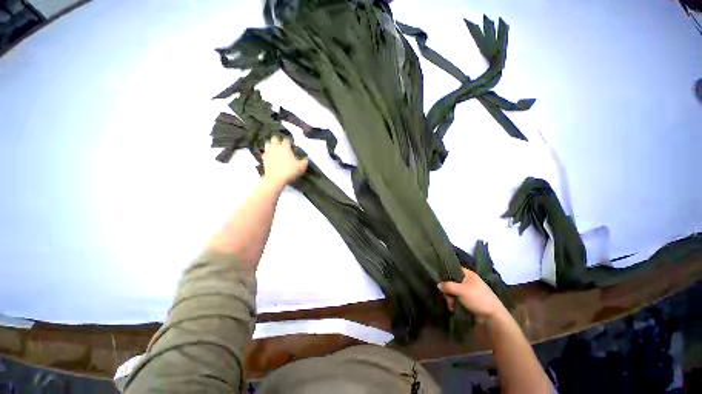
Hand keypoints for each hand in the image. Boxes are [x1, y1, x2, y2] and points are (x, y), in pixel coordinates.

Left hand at [262, 136, 308, 187]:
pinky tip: (270, 156)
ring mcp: (269, 153)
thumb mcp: (301, 167)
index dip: (289, 141)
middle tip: (283, 145)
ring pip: (268, 144)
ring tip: (275, 149)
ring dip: (271, 145)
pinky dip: (267, 153)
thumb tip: (306, 158)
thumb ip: (305, 161)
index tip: (292, 145)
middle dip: (278, 140)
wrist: (276, 179)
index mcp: (285, 147)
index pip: (286, 140)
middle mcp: (276, 147)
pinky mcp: (264, 159)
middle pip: (275, 138)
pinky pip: (264, 153)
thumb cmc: (289, 171)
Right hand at [438, 267, 507, 322]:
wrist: (493, 317)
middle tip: (446, 297)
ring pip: (454, 290)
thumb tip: (438, 285)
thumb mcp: (461, 290)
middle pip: (452, 281)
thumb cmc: (478, 299)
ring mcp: (469, 290)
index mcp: (469, 274)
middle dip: (447, 290)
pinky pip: (458, 298)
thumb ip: (448, 286)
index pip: (453, 269)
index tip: (439, 280)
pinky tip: (453, 308)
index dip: (446, 273)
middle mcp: (469, 280)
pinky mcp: (470, 300)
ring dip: (450, 298)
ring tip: (451, 306)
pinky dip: (454, 302)